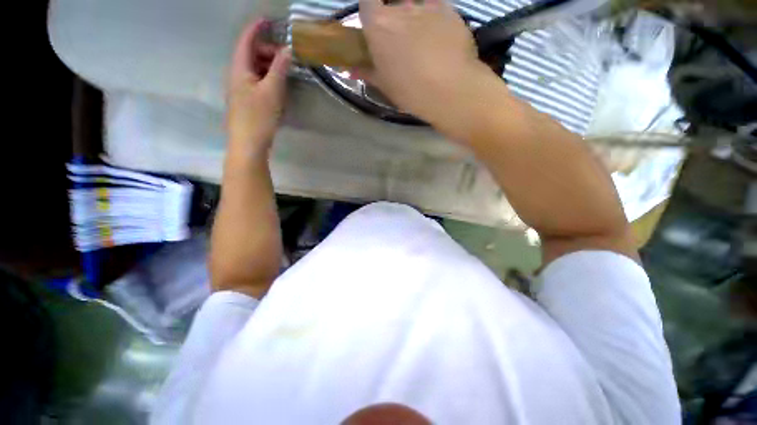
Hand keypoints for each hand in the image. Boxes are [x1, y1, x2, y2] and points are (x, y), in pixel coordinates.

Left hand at [228, 19, 290, 154]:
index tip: (266, 19)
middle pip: (250, 53)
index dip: (254, 29)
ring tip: (285, 67)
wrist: (246, 148)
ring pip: (254, 66)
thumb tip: (288, 49)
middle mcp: (236, 76)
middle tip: (286, 53)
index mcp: (239, 71)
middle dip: (267, 48)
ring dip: (269, 61)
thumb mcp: (273, 89)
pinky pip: (255, 77)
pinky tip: (278, 80)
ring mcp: (239, 88)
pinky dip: (267, 72)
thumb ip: (280, 65)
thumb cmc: (257, 117)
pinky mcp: (244, 99)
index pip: (244, 43)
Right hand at [358, 0, 486, 121]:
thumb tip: (353, 69)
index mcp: (378, 22)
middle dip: (397, 13)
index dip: (371, 8)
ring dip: (418, 14)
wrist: (454, 89)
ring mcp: (428, 8)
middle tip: (403, 33)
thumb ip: (366, 69)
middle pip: (395, 2)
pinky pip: (441, 8)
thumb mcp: (382, 82)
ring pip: (419, 4)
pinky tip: (445, 32)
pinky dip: (440, 16)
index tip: (375, 18)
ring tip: (426, 33)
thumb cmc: (411, 88)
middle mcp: (401, 8)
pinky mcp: (452, 13)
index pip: (368, 1)